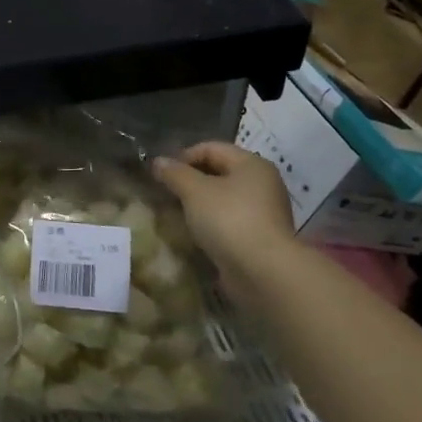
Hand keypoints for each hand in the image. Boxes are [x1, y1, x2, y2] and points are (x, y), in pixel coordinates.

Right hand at [152, 142, 298, 296]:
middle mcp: (262, 184)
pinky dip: (211, 223)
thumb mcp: (195, 191)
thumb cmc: (229, 220)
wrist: (264, 273)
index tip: (162, 174)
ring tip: (176, 214)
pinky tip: (194, 234)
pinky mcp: (260, 238)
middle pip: (219, 172)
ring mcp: (264, 213)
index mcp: (251, 164)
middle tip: (166, 193)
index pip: (211, 148)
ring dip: (199, 204)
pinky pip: (229, 221)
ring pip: (223, 199)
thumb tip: (158, 161)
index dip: (183, 156)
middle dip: (190, 181)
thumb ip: (175, 173)